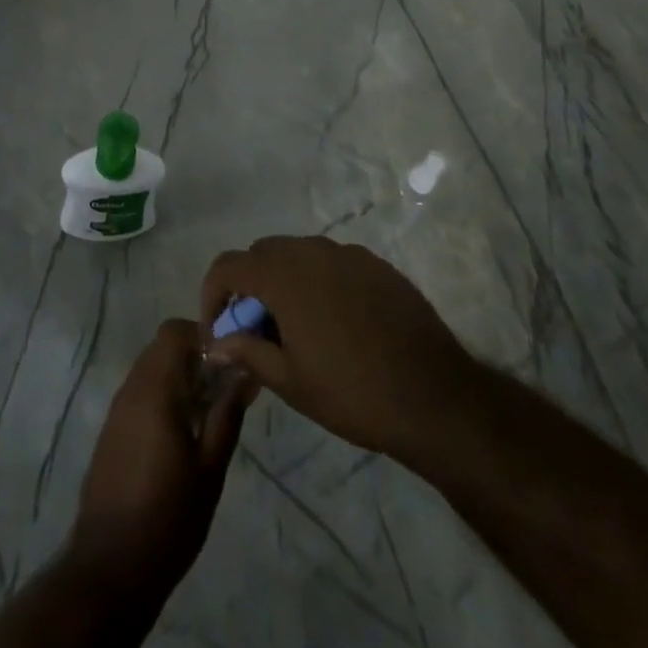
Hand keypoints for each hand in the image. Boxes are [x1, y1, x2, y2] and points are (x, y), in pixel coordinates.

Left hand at [68, 318, 252, 594]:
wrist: (109, 568)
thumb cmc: (168, 517)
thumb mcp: (210, 468)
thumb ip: (228, 414)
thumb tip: (244, 372)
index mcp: (155, 389)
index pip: (174, 331)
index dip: (203, 335)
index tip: (228, 361)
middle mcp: (131, 389)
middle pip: (162, 347)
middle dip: (194, 357)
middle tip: (223, 389)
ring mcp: (116, 411)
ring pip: (150, 369)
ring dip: (178, 378)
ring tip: (207, 414)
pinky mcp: (110, 432)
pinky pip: (139, 394)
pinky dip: (162, 397)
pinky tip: (180, 436)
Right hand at [200, 236, 475, 463]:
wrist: (434, 396)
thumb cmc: (352, 392)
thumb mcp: (290, 381)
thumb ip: (247, 352)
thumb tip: (217, 343)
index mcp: (285, 275)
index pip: (229, 266)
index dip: (213, 295)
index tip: (219, 331)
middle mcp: (313, 251)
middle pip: (263, 253)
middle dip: (249, 286)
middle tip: (256, 331)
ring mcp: (349, 254)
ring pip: (299, 254)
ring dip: (284, 282)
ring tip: (295, 328)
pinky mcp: (377, 265)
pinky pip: (333, 263)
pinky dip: (319, 282)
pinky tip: (335, 323)